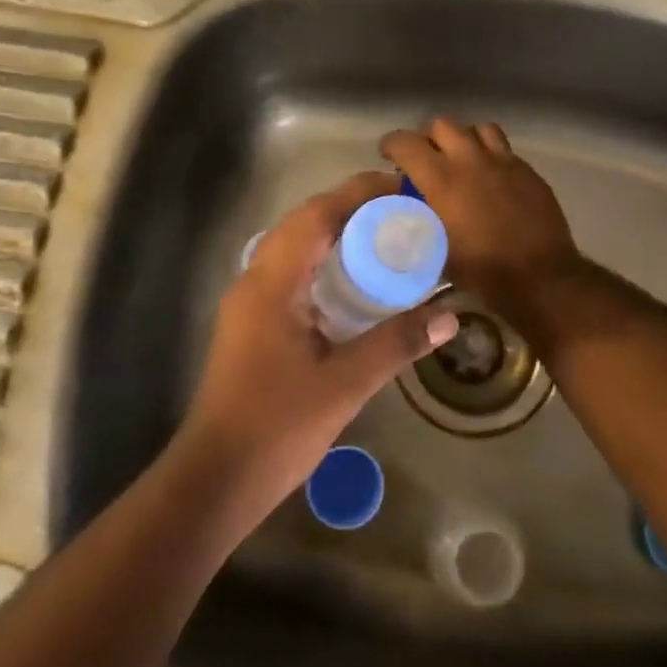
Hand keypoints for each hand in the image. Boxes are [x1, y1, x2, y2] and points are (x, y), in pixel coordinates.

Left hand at [177, 171, 459, 524]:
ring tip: (386, 238)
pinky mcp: (253, 325)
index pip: (316, 216)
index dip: (358, 193)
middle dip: (351, 209)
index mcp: (272, 284)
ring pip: (295, 249)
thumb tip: (450, 314)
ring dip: (336, 235)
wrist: (216, 480)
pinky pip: (293, 275)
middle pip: (304, 224)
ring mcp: (250, 304)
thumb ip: (397, 343)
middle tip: (402, 213)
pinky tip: (357, 286)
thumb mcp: (344, 385)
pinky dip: (325, 265)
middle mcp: (255, 281)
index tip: (402, 187)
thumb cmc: (277, 429)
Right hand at [380, 120, 584, 322]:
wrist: (539, 277)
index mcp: (441, 179)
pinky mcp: (527, 170)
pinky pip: (503, 148)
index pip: (405, 142)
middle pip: (442, 124)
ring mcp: (503, 161)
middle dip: (427, 138)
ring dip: (463, 138)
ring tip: (460, 158)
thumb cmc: (481, 270)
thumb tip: (404, 206)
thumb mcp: (435, 248)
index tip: (387, 155)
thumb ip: (416, 219)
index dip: (391, 145)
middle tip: (425, 158)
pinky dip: (490, 154)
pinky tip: (489, 176)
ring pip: (477, 128)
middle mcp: (470, 159)